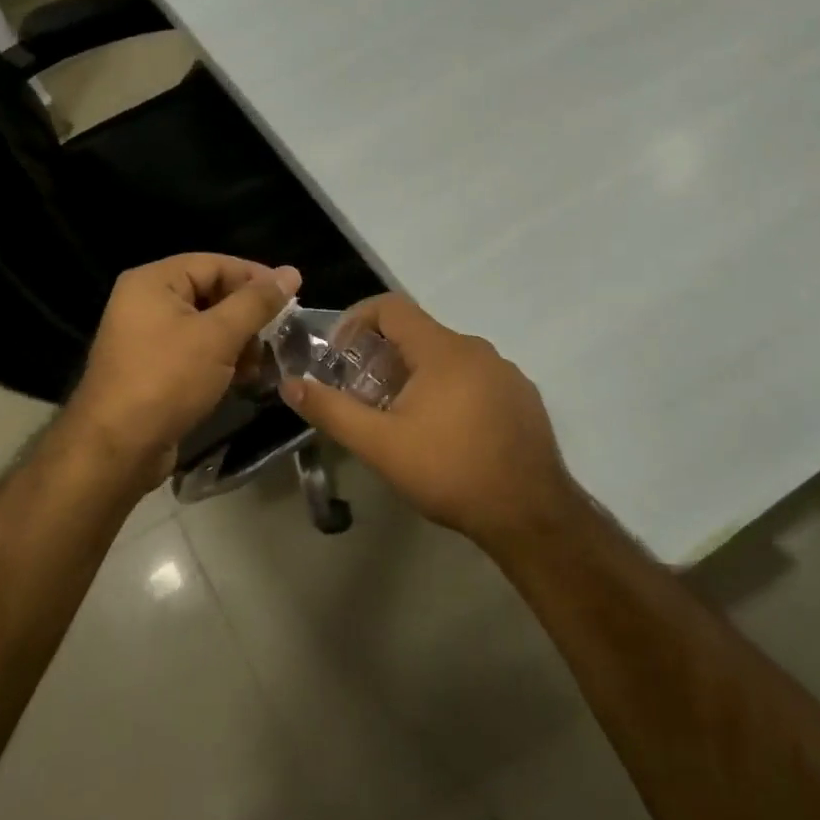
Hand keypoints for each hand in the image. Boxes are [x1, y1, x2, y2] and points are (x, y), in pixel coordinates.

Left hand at [66, 254, 301, 486]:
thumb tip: (291, 272)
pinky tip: (244, 379)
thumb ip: (256, 302)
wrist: (118, 447)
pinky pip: (194, 353)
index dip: (255, 277)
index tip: (292, 298)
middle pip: (210, 293)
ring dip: (238, 342)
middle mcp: (145, 303)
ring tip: (261, 364)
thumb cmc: (168, 380)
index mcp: (153, 282)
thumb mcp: (219, 336)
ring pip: (205, 327)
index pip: (214, 263)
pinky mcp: (153, 370)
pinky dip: (220, 361)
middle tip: (279, 335)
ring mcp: (147, 339)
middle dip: (247, 315)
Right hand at [281, 294, 582, 549]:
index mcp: (443, 350)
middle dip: (382, 356)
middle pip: (418, 334)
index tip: (338, 354)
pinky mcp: (522, 397)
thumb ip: (332, 410)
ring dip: (416, 376)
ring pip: (448, 358)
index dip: (356, 320)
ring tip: (400, 417)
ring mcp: (506, 373)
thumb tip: (291, 384)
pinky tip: (444, 433)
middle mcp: (477, 349)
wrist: (528, 513)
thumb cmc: (448, 471)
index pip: (391, 306)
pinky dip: (448, 390)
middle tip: (362, 394)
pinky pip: (475, 378)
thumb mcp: (380, 445)